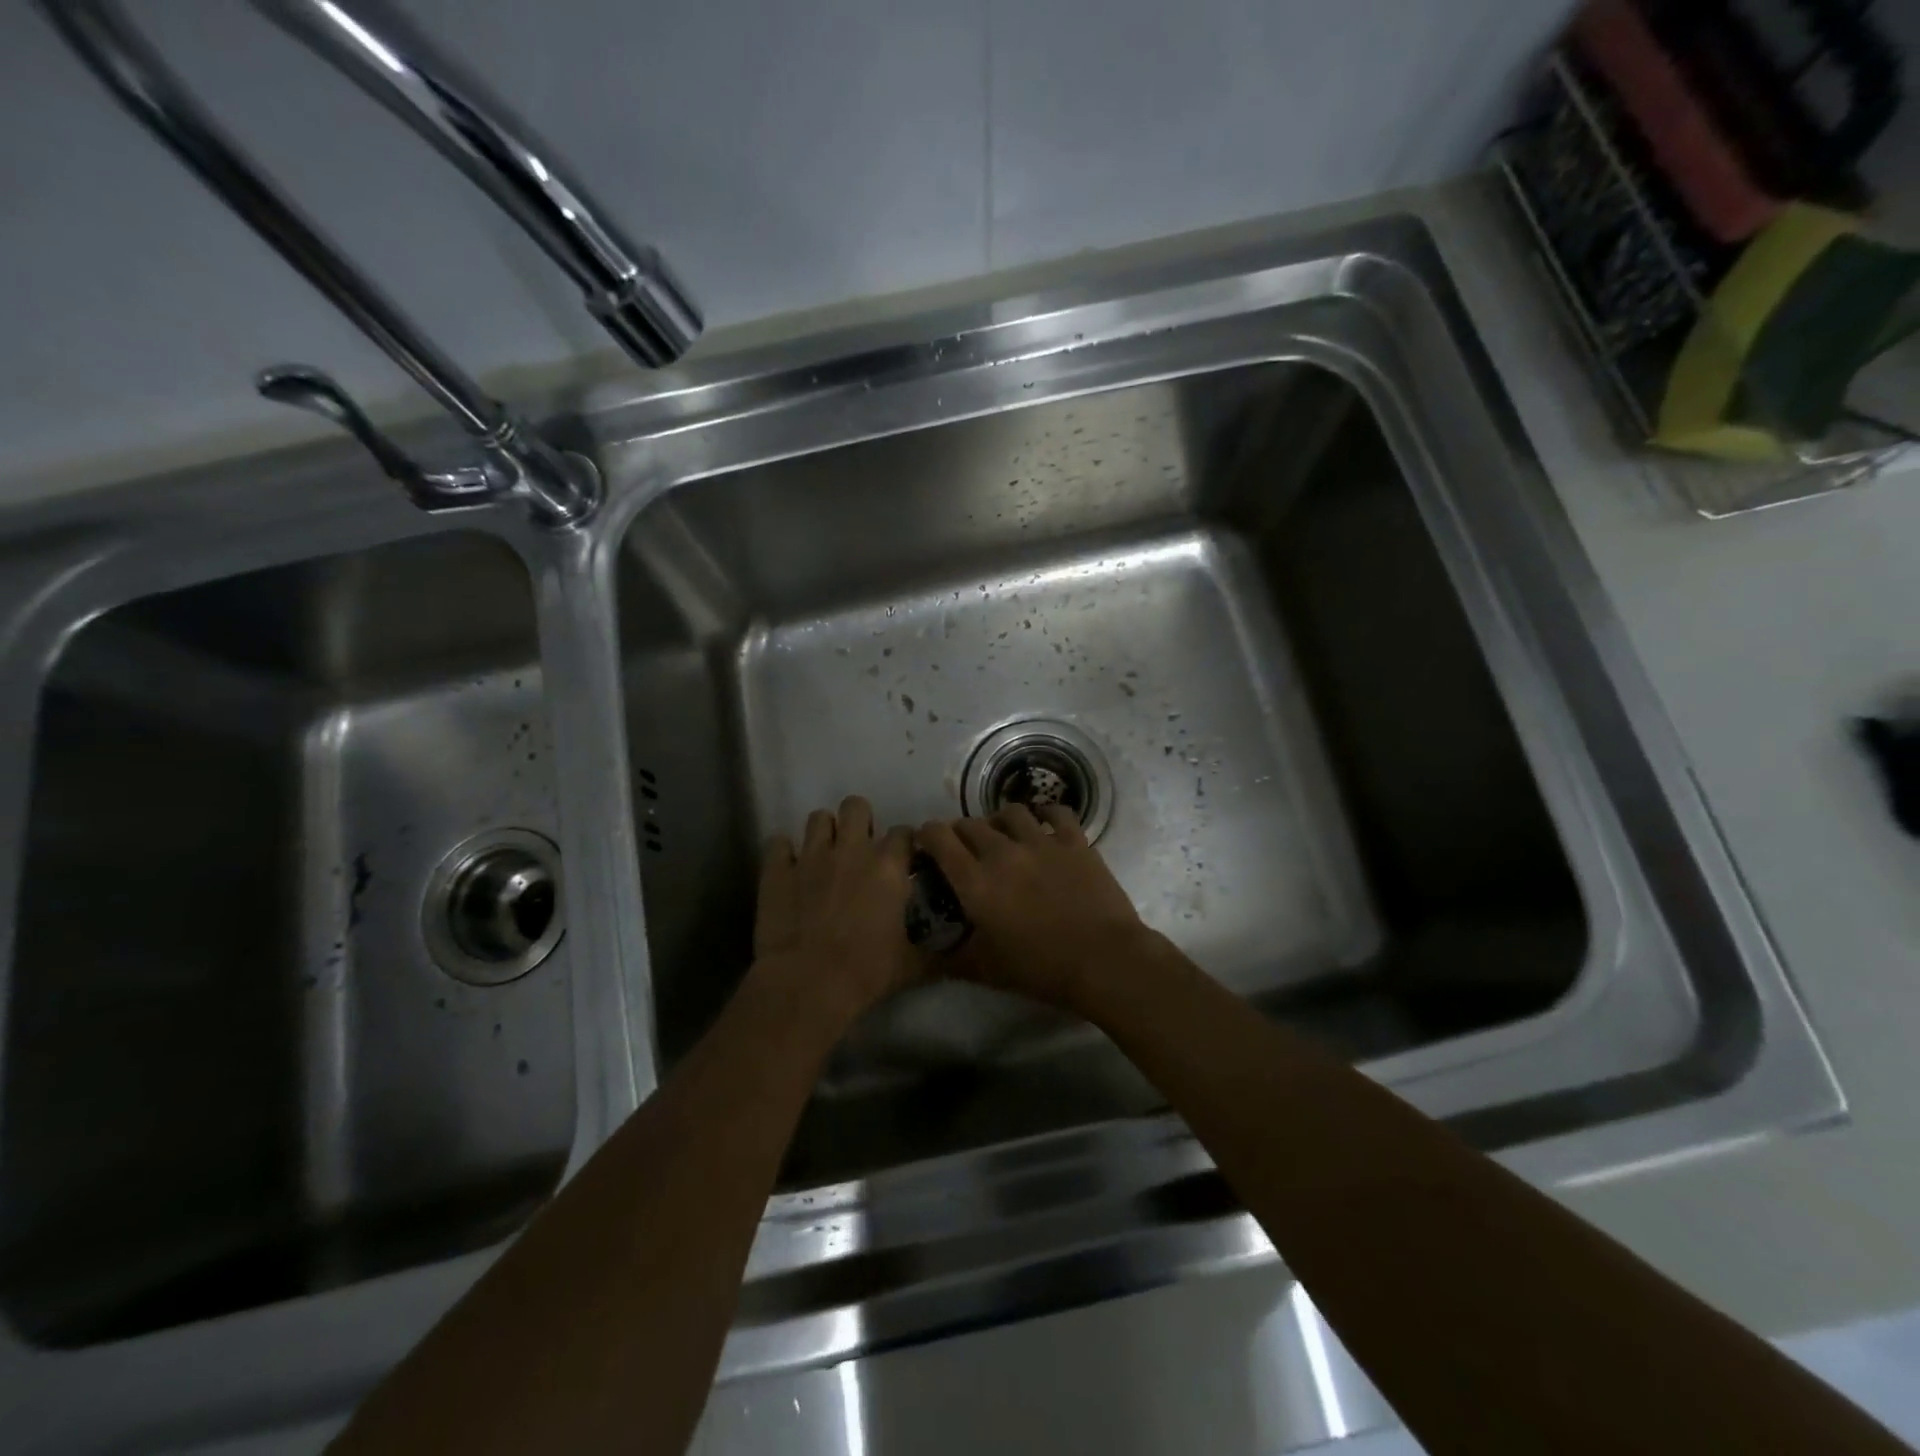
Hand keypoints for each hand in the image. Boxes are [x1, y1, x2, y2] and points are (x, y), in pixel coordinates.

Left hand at [754, 796, 917, 1023]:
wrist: (808, 983)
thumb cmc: (866, 971)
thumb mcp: (911, 966)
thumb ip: (933, 953)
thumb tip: (953, 956)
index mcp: (888, 867)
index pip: (903, 833)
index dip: (904, 843)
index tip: (904, 858)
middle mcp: (851, 850)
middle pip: (856, 806)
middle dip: (860, 820)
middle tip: (860, 847)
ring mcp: (810, 856)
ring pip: (818, 818)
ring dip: (824, 832)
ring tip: (825, 854)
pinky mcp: (777, 871)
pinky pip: (778, 843)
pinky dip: (784, 852)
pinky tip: (789, 867)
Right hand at [915, 804, 1154, 1012]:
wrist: (1102, 961)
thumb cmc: (1039, 968)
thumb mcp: (985, 970)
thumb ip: (951, 957)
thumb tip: (927, 953)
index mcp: (975, 881)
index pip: (939, 838)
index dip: (927, 834)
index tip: (927, 843)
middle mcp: (1002, 852)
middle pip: (970, 823)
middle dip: (960, 832)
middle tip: (964, 848)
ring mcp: (1041, 842)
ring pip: (1010, 812)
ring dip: (999, 821)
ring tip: (1003, 835)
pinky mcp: (1074, 841)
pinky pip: (1056, 812)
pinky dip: (1045, 813)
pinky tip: (1044, 823)